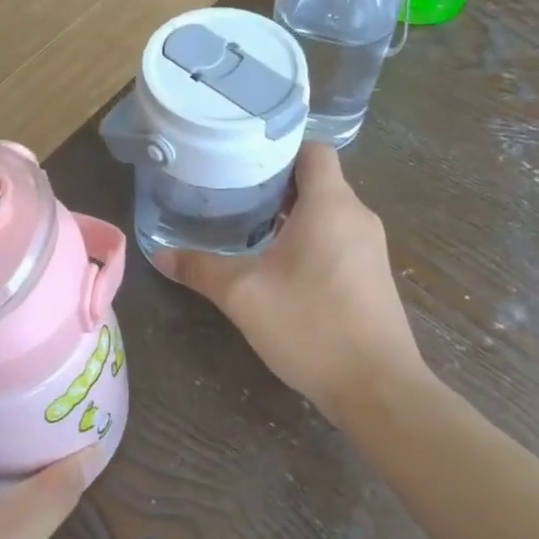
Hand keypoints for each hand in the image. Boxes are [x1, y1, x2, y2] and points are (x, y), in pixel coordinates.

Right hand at [154, 143, 430, 423]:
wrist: (378, 390)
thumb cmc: (311, 325)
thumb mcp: (243, 295)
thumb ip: (200, 268)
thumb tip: (159, 255)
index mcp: (330, 205)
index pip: (313, 150)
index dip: (280, 148)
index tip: (243, 161)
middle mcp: (357, 217)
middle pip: (317, 180)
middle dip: (276, 184)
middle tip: (233, 194)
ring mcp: (370, 248)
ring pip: (327, 212)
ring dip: (292, 214)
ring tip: (249, 228)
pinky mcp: (373, 276)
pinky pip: (338, 238)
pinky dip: (310, 239)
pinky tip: (279, 266)